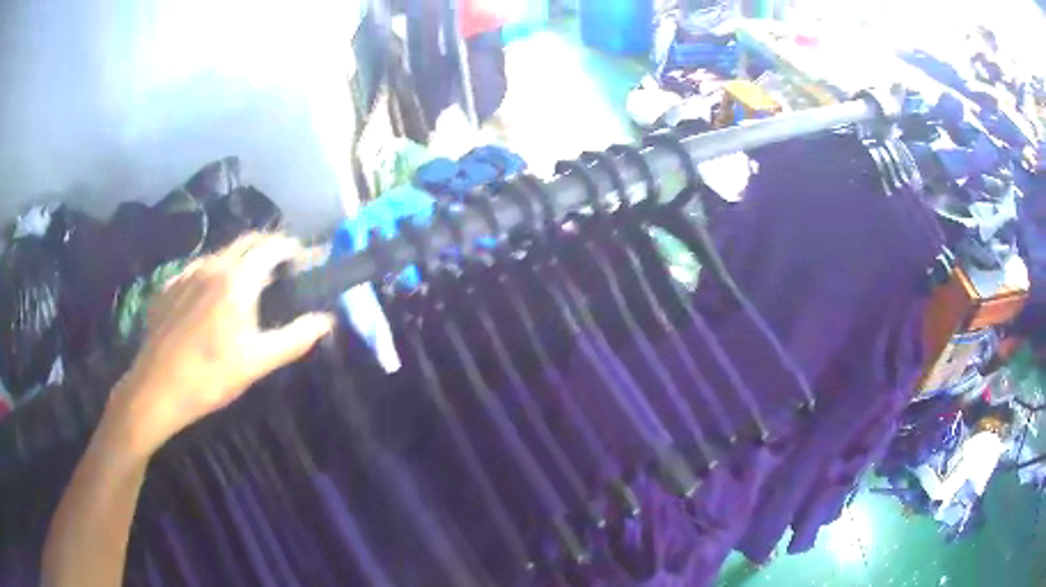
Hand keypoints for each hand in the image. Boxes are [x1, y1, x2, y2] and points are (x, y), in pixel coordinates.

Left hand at [103, 233, 334, 456]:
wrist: (157, 388)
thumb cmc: (210, 376)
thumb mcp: (257, 362)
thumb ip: (295, 338)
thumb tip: (325, 320)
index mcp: (237, 280)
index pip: (272, 246)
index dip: (292, 248)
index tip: (304, 261)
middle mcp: (212, 265)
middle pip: (247, 241)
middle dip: (268, 248)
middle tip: (280, 271)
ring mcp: (187, 273)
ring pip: (221, 254)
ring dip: (240, 261)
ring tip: (245, 288)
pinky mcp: (169, 285)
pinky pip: (198, 269)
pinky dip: (213, 274)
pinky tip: (210, 301)